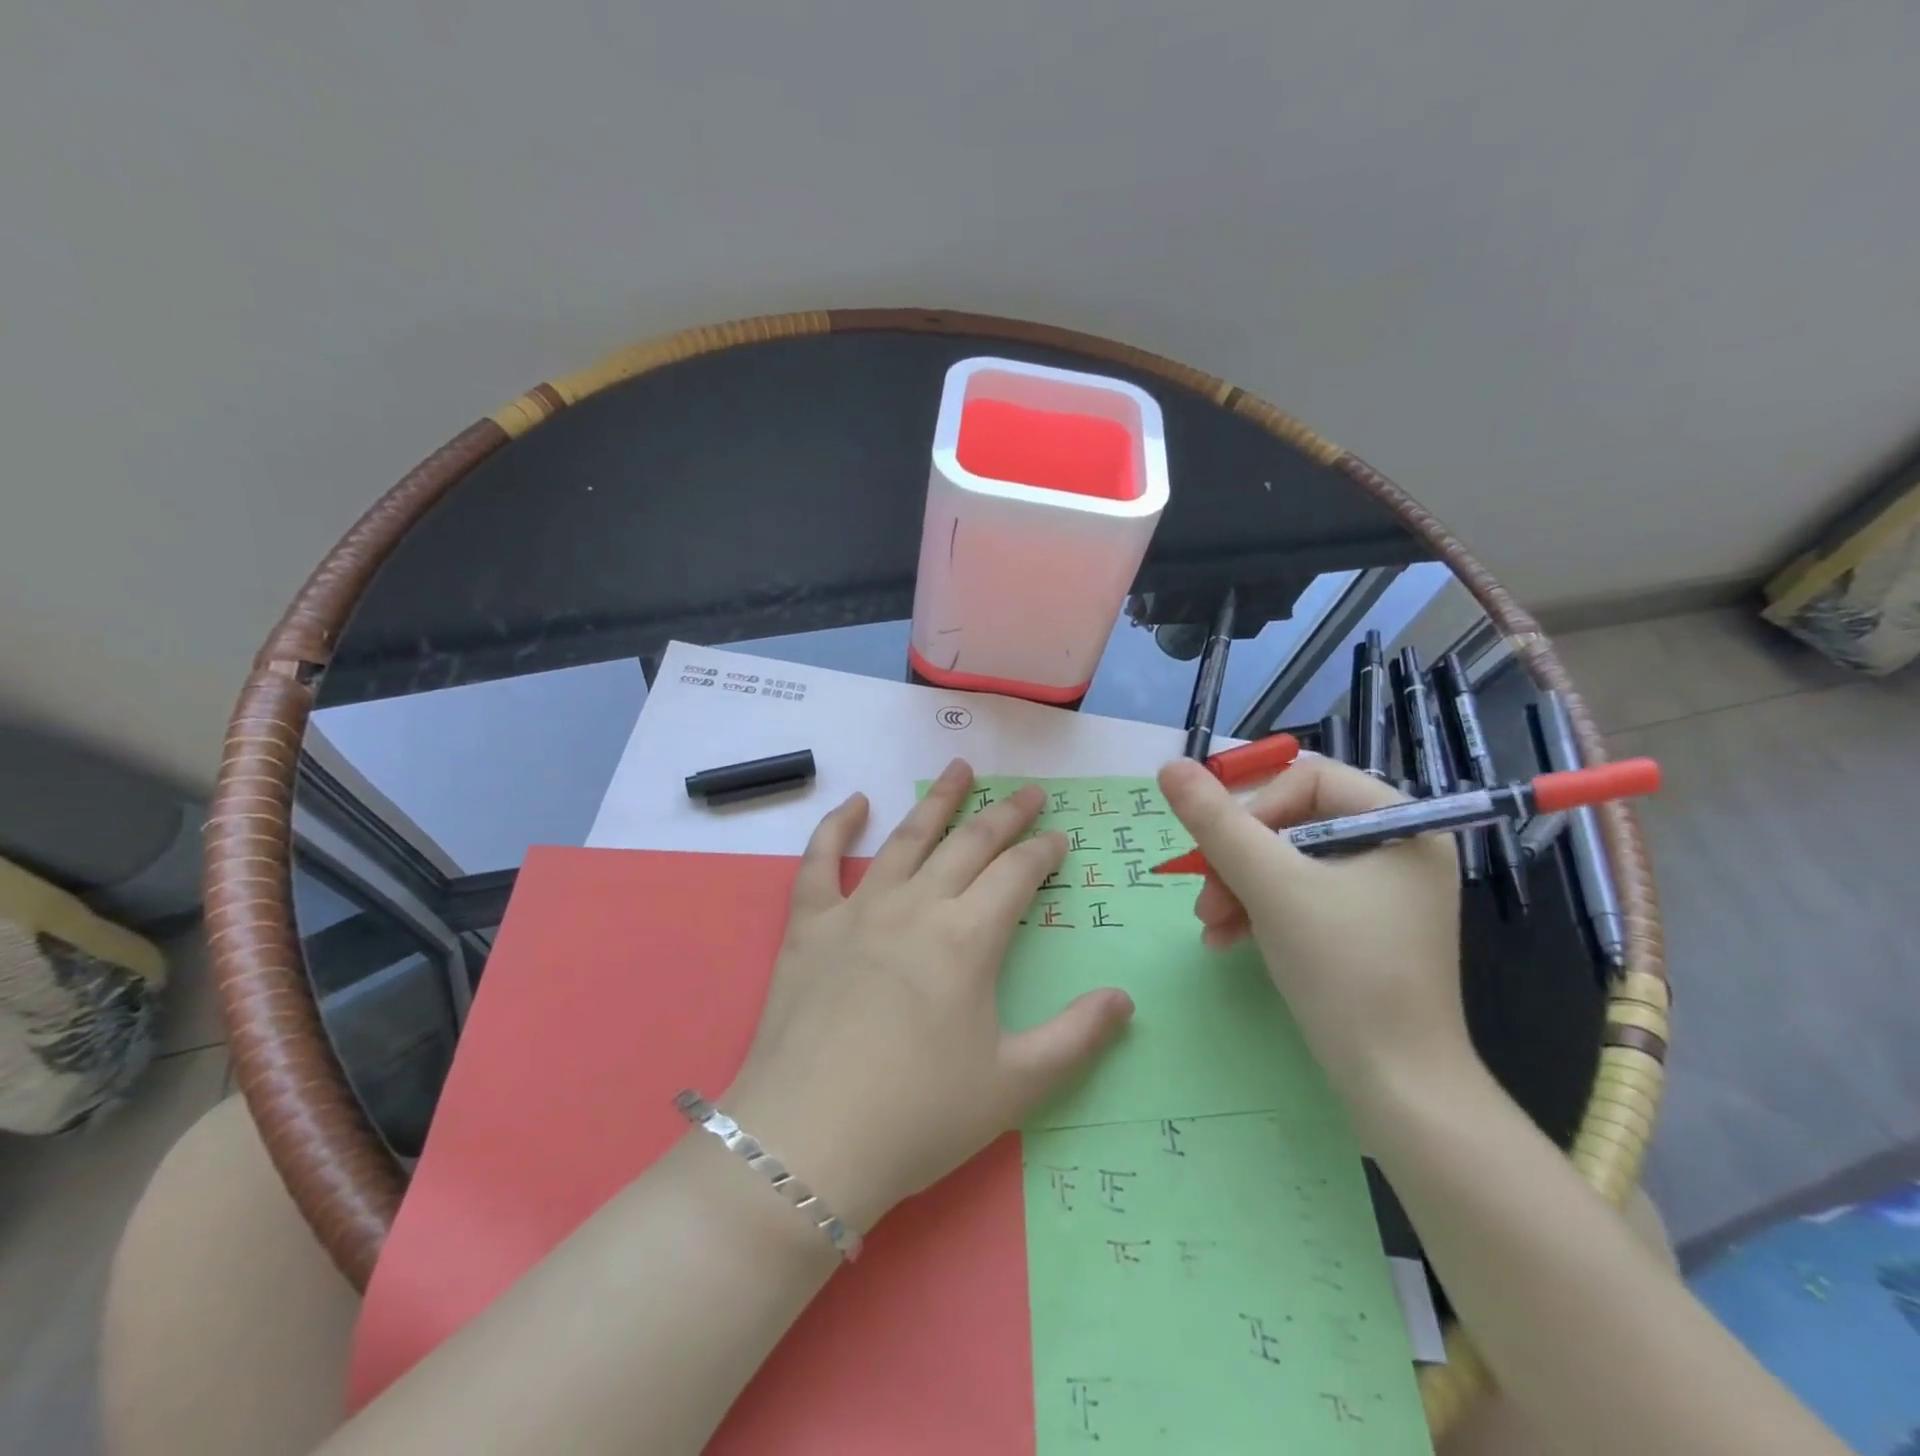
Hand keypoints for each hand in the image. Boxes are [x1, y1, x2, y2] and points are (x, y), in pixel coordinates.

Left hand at [724, 760, 1133, 1233]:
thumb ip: (1076, 1037)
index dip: (1042, 852)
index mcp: (968, 939)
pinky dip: (837, 826)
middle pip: (969, 843)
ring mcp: (858, 910)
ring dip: (937, 801)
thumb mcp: (1014, 1086)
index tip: (1058, 838)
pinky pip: (820, 862)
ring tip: (960, 769)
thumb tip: (1125, 999)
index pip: (1016, 875)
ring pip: (906, 838)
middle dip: (1005, 815)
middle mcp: (916, 907)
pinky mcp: (809, 926)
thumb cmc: (919, 1117)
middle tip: (1029, 793)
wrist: (809, 1143)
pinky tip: (855, 802)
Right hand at [1156, 755, 1470, 1103]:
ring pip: (1288, 862)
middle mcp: (1398, 850)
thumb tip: (1170, 767)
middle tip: (1204, 895)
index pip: (1308, 779)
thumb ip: (1216, 822)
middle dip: (1238, 858)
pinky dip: (1259, 911)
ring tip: (1209, 923)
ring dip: (1239, 887)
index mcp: (1400, 824)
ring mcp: (1382, 893)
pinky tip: (1226, 939)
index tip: (1219, 849)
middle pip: (1293, 822)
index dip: (1254, 806)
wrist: (1397, 1085)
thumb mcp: (1270, 885)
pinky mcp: (1364, 929)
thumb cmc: (1343, 969)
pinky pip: (1300, 897)